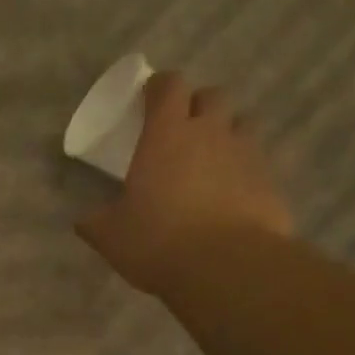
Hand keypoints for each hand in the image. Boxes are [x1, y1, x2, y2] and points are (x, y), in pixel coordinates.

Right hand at [76, 72, 292, 294]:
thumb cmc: (158, 241)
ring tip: (210, 162)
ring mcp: (246, 156)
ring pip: (241, 126)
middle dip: (197, 106)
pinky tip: (229, 199)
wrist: (227, 268)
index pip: (169, 86)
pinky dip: (243, 172)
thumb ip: (96, 222)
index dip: (159, 87)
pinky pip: (256, 165)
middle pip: (212, 96)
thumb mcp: (111, 236)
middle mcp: (211, 133)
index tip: (149, 99)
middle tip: (182, 131)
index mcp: (166, 135)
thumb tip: (84, 220)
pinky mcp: (270, 183)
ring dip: (226, 135)